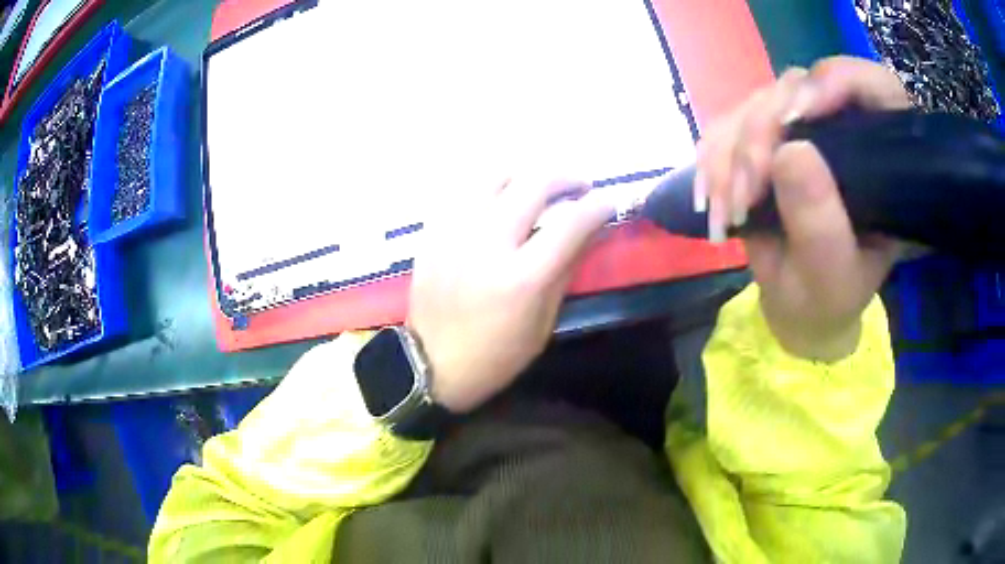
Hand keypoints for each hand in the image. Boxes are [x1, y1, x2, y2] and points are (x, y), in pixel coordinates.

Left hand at [408, 177, 613, 412]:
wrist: (432, 364)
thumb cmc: (496, 355)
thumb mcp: (543, 323)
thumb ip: (566, 269)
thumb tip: (589, 230)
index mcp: (521, 278)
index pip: (570, 223)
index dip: (597, 206)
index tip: (608, 202)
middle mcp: (487, 245)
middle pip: (533, 184)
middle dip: (565, 178)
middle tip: (579, 187)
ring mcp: (454, 233)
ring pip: (494, 176)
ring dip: (525, 175)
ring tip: (538, 186)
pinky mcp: (433, 233)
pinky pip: (464, 191)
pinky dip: (489, 188)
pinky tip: (499, 199)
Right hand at [696, 56, 909, 360]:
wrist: (799, 305)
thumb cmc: (827, 298)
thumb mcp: (831, 275)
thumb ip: (819, 223)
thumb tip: (789, 150)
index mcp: (881, 158)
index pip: (869, 86)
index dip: (834, 83)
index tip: (798, 119)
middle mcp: (842, 129)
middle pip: (797, 88)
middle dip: (762, 134)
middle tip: (745, 195)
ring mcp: (802, 128)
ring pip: (756, 102)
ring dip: (730, 153)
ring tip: (726, 211)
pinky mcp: (767, 137)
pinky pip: (728, 122)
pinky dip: (712, 158)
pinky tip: (712, 196)